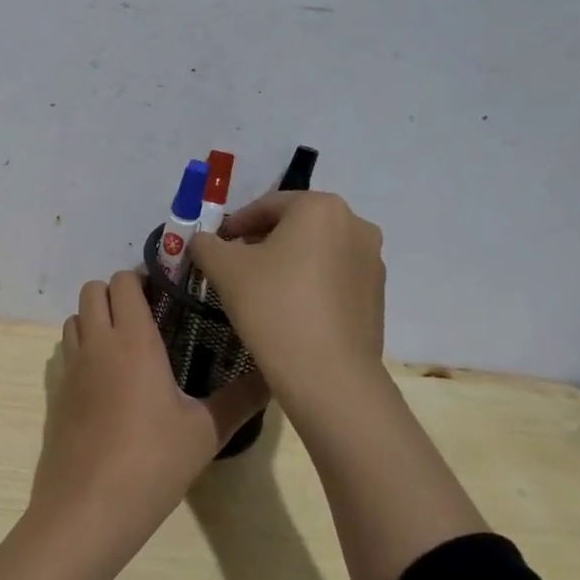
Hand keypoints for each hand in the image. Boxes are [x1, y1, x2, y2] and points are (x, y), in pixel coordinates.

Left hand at [33, 271, 266, 563]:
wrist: (87, 509)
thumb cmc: (151, 463)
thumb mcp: (206, 432)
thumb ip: (241, 398)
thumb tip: (274, 373)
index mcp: (132, 340)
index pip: (124, 281)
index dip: (143, 279)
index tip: (169, 295)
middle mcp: (96, 342)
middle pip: (93, 290)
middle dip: (118, 293)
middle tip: (150, 317)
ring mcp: (70, 366)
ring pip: (75, 317)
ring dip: (97, 317)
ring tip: (129, 345)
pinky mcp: (57, 392)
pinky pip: (67, 350)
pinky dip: (84, 347)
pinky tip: (109, 381)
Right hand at [187, 191, 385, 410]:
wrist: (328, 374)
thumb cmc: (273, 305)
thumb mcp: (223, 268)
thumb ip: (206, 244)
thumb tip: (202, 241)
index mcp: (321, 207)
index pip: (267, 205)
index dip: (235, 224)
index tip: (216, 245)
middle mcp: (355, 225)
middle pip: (295, 225)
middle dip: (262, 241)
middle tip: (233, 265)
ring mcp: (372, 262)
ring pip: (316, 251)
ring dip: (287, 262)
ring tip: (259, 289)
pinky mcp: (377, 296)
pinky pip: (334, 278)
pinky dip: (309, 283)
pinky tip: (287, 310)